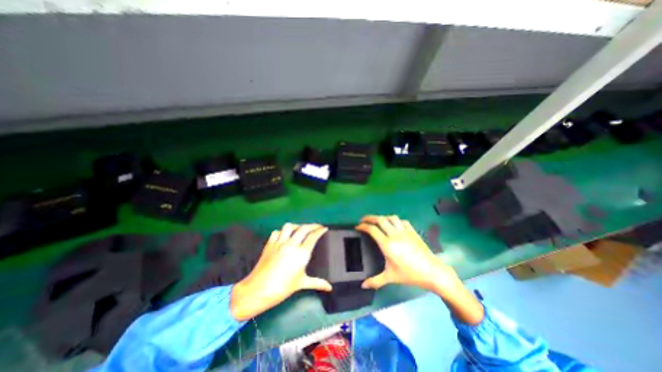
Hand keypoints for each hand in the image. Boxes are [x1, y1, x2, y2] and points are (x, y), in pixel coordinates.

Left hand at [231, 223, 333, 321]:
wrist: (258, 290)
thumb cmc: (282, 288)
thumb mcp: (302, 283)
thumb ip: (317, 283)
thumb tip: (329, 288)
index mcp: (301, 253)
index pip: (313, 236)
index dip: (320, 230)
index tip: (324, 228)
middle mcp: (291, 244)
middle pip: (304, 228)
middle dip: (313, 225)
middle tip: (317, 226)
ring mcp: (279, 243)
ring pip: (290, 226)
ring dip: (297, 226)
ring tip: (301, 229)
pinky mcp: (269, 244)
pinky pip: (277, 232)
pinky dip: (282, 232)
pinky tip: (284, 235)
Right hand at [357, 214, 460, 292]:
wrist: (432, 271)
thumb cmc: (410, 274)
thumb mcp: (391, 277)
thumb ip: (375, 281)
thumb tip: (363, 286)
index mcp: (387, 245)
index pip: (372, 230)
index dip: (363, 226)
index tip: (358, 226)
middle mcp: (394, 235)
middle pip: (380, 219)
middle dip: (370, 217)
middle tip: (364, 220)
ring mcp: (404, 232)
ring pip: (391, 218)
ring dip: (382, 217)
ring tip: (378, 221)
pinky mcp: (412, 231)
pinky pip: (402, 221)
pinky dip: (395, 220)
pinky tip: (394, 225)